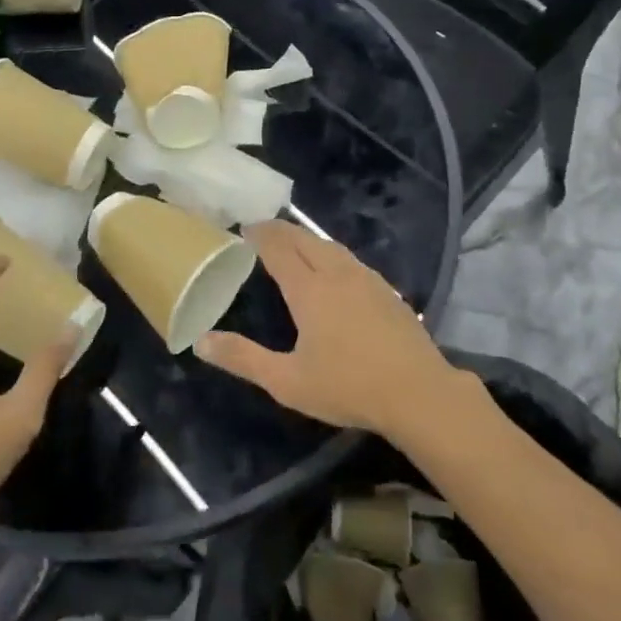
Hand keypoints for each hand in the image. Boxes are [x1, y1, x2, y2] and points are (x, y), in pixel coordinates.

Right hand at [196, 222, 458, 437]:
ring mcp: (367, 280)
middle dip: (282, 230)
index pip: (279, 248)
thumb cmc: (348, 387)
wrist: (418, 392)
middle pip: (306, 239)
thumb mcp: (287, 381)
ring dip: (308, 239)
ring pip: (332, 246)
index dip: (260, 235)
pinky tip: (336, 270)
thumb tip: (201, 342)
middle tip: (263, 229)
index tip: (245, 227)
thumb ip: (243, 359)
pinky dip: (332, 254)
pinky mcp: (388, 291)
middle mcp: (337, 274)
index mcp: (309, 290)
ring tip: (295, 244)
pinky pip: (351, 260)